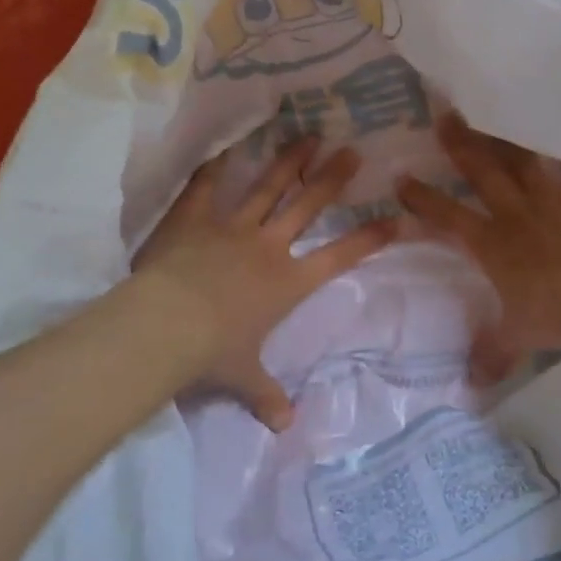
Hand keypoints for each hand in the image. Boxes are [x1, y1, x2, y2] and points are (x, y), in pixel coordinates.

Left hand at [133, 136, 396, 429]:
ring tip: (308, 135)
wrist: (165, 326)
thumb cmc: (212, 353)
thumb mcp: (243, 377)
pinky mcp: (194, 219)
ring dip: (289, 161)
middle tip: (352, 152)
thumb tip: (285, 425)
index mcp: (286, 283)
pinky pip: (206, 187)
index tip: (395, 219)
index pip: (338, 258)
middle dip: (332, 179)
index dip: (368, 239)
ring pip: (267, 187)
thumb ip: (266, 395)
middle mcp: (267, 247)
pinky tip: (225, 147)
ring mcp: (231, 227)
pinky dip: (215, 167)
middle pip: (307, 206)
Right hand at [398, 116, 560, 383]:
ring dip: (507, 133)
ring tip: (497, 107)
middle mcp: (516, 211)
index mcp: (492, 243)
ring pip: (523, 156)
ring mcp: (553, 196)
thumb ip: (492, 354)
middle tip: (444, 115)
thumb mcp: (517, 336)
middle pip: (481, 171)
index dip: (423, 199)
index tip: (402, 180)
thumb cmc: (555, 318)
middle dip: (459, 144)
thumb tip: (472, 385)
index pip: (448, 217)